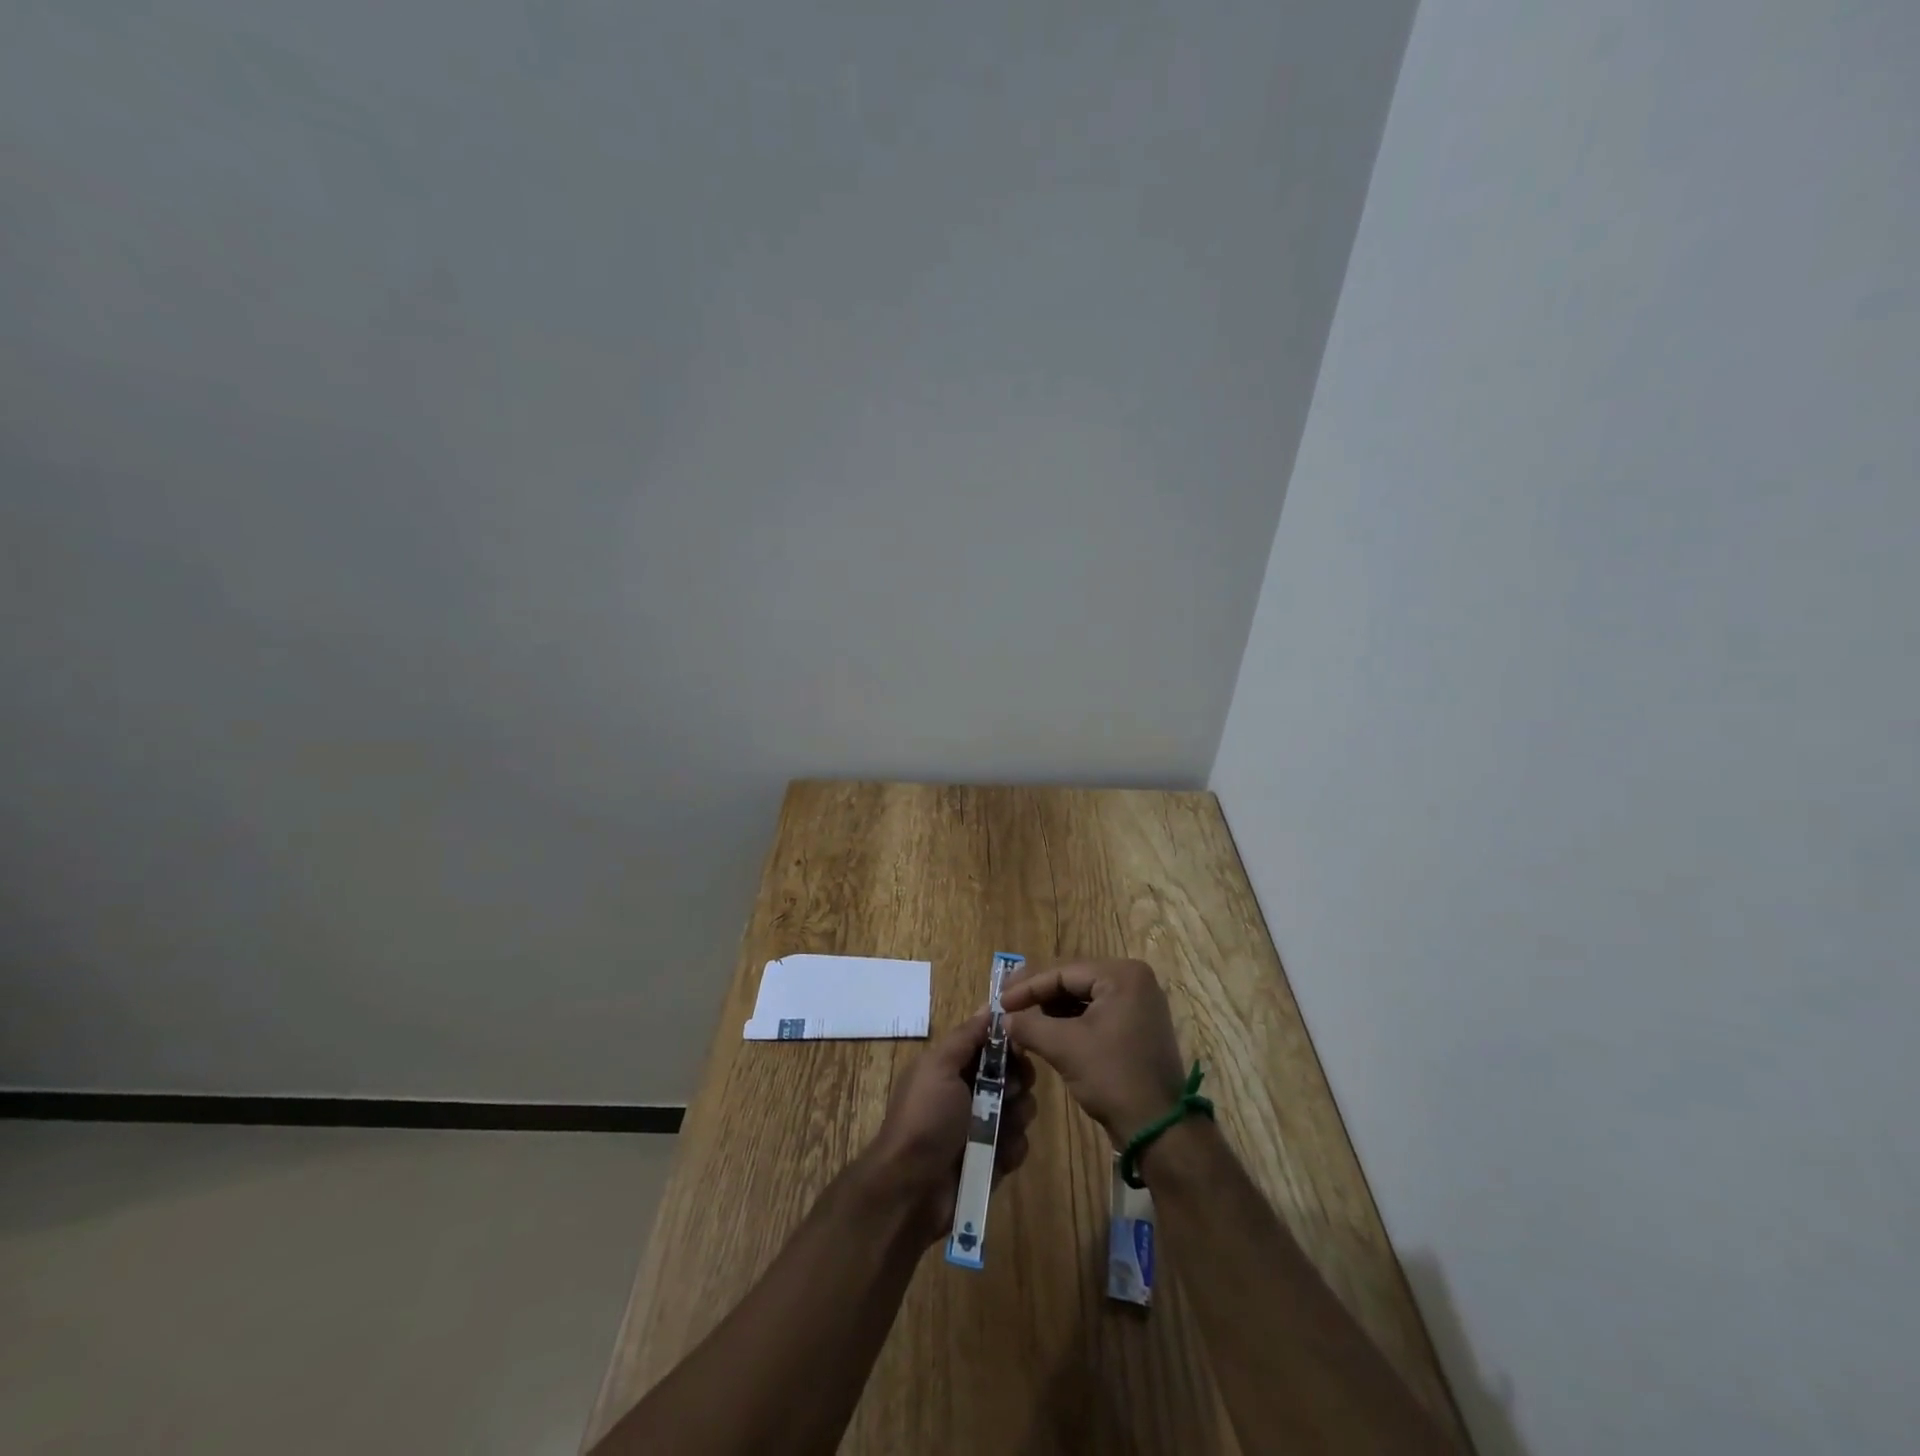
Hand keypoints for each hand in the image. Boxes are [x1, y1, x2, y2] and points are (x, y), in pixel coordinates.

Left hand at [864, 1012, 1035, 1244]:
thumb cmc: (925, 1119)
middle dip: (1018, 1081)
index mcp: (953, 1067)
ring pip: (1020, 1110)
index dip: (1009, 1043)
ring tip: (999, 1130)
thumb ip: (966, 1036)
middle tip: (1009, 1093)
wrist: (911, 1189)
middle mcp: (969, 1093)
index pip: (992, 1044)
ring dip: (1016, 1117)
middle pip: (1012, 1075)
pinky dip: (1011, 1149)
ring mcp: (982, 1128)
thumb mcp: (939, 1067)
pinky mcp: (993, 1160)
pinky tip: (998, 1156)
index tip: (1020, 1047)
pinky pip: (1018, 1145)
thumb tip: (988, 1007)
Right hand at [1001, 959, 1185, 1147]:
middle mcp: (1134, 980)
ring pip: (1084, 999)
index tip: (1000, 1002)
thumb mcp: (1064, 1047)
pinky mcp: (1137, 1027)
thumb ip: (1030, 1026)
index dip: (1028, 987)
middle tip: (1008, 1007)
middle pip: (1074, 982)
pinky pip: (1097, 1014)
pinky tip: (1047, 1033)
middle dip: (1040, 997)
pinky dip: (1072, 1023)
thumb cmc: (1112, 1077)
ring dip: (1053, 1011)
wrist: (1159, 1128)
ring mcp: (1139, 1004)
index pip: (1064, 972)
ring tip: (1023, 1021)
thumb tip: (1004, 1018)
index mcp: (1122, 975)